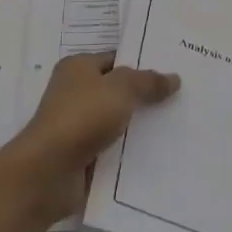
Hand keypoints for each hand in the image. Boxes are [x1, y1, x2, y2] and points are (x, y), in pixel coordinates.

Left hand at [9, 52, 179, 220]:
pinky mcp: (82, 156)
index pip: (116, 59)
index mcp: (78, 67)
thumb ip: (148, 81)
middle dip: (145, 97)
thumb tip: (174, 78)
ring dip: (140, 127)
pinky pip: (113, 149)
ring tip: (177, 126)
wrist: (49, 172)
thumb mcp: (121, 89)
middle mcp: (75, 93)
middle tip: (182, 98)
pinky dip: (130, 152)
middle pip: (118, 91)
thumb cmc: (82, 116)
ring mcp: (77, 126)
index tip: (173, 71)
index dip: (142, 64)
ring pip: (118, 121)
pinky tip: (158, 154)